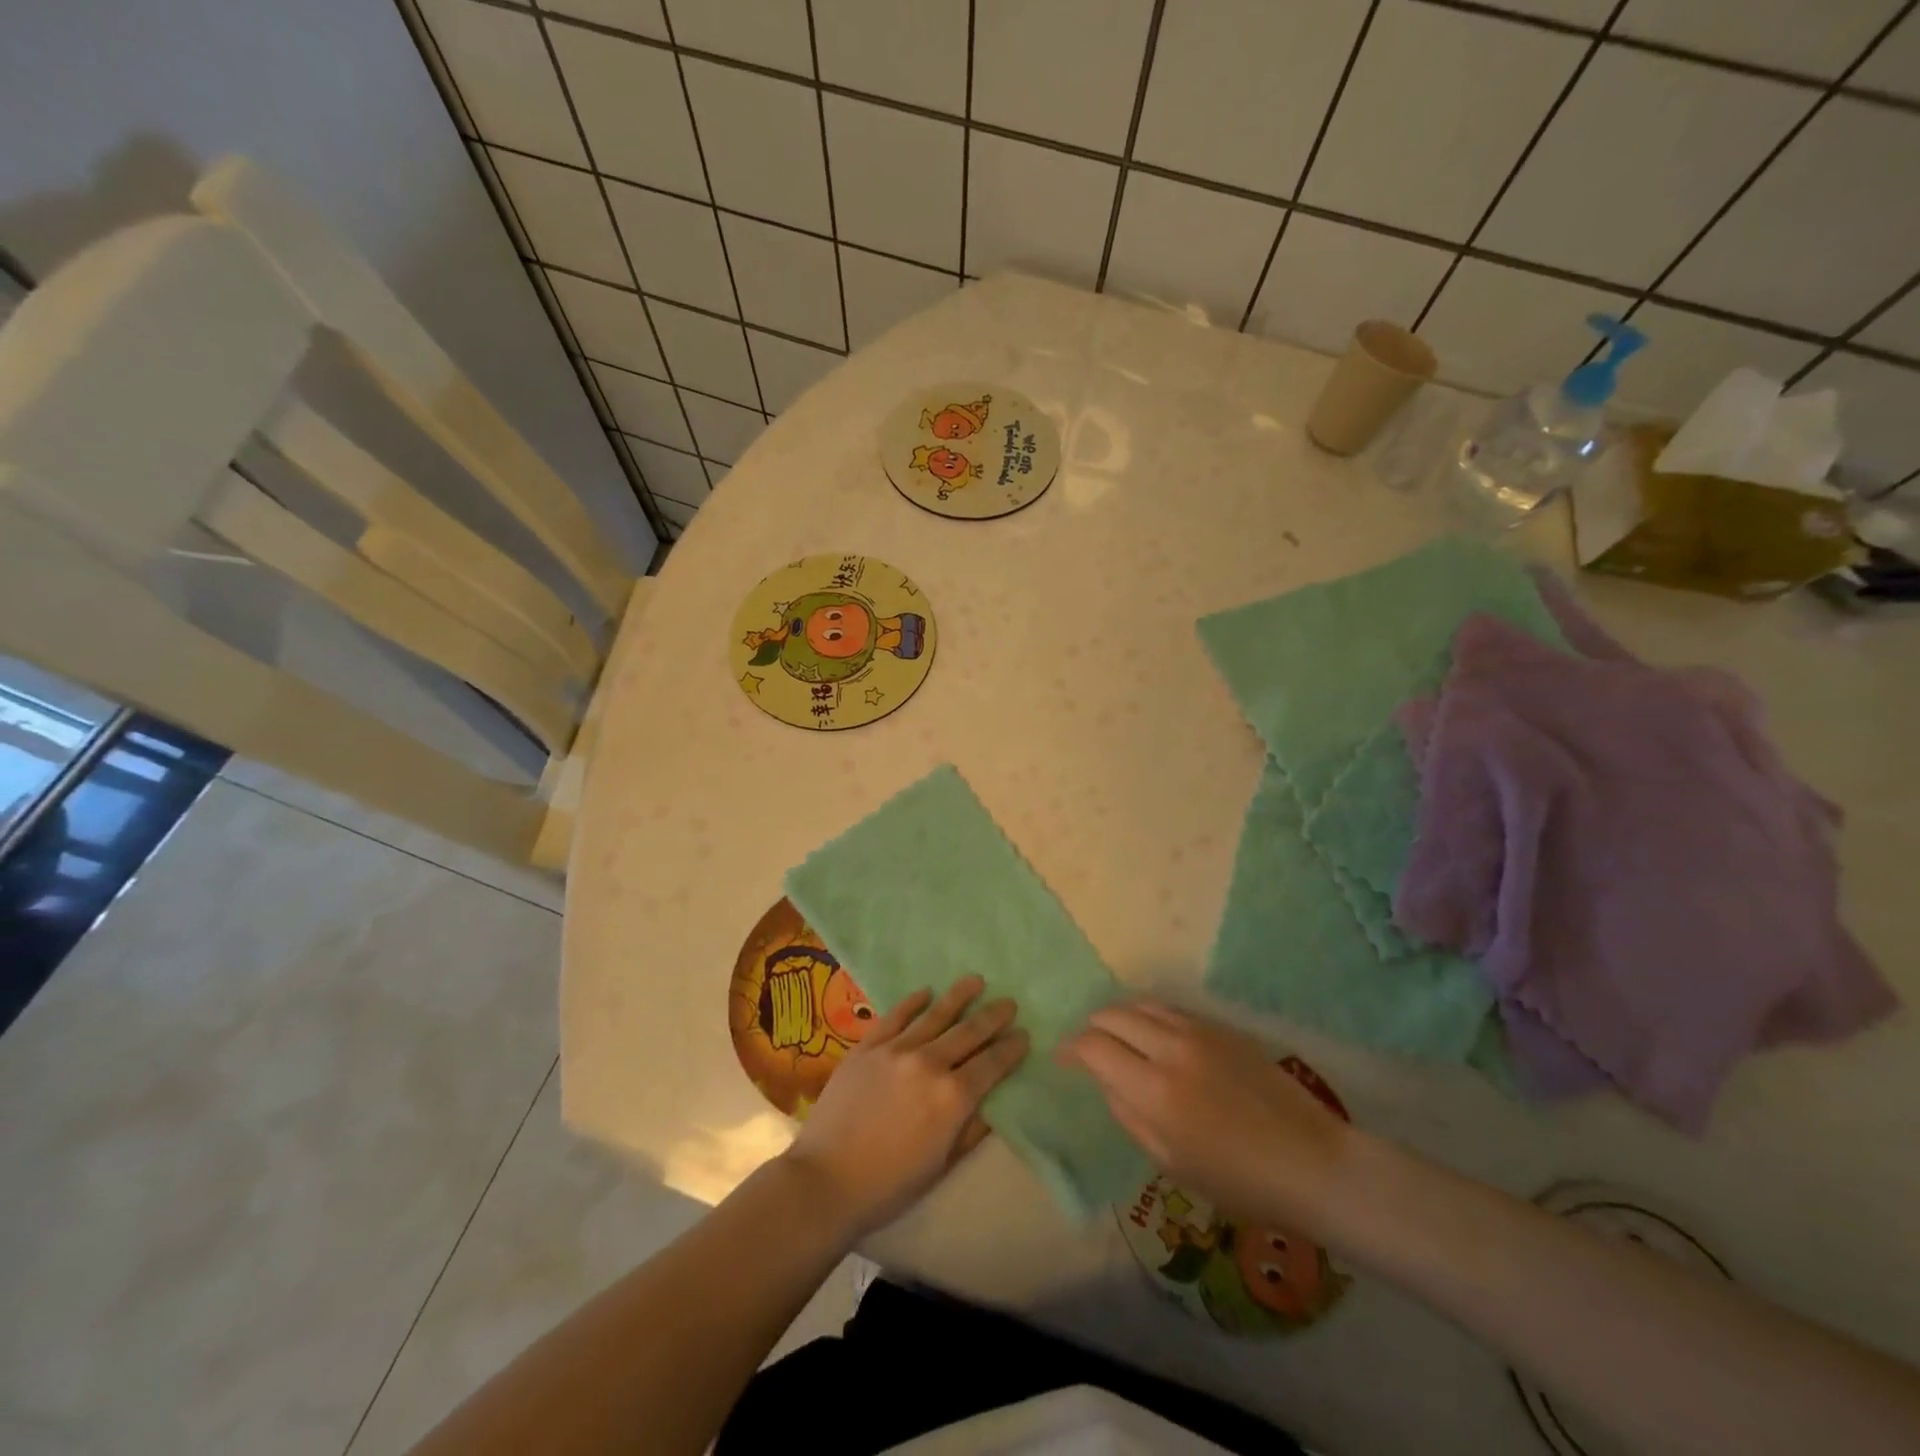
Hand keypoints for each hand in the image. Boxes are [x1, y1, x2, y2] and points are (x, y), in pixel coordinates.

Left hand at [783, 976, 1028, 1237]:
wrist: (826, 1180)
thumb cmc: (890, 1184)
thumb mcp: (943, 1164)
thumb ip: (971, 1129)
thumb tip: (994, 1102)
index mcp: (953, 1097)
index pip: (992, 1064)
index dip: (1010, 1048)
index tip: (1023, 1034)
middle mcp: (929, 1063)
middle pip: (968, 1032)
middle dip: (992, 1016)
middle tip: (1008, 1002)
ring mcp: (896, 1050)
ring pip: (935, 1014)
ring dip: (959, 996)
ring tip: (976, 980)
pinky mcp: (867, 1046)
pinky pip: (895, 1015)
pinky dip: (913, 1002)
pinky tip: (926, 993)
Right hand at [1059, 1001, 1353, 1233]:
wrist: (1312, 1162)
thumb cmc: (1238, 1181)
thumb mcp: (1170, 1161)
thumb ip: (1128, 1114)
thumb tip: (1106, 1080)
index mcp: (1154, 1088)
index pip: (1093, 1046)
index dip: (1070, 1048)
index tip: (1062, 1058)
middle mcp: (1171, 1047)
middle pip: (1113, 1014)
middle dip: (1092, 1028)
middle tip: (1088, 1048)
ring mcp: (1198, 1031)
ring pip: (1141, 1003)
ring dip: (1120, 1016)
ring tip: (1117, 1036)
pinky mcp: (1221, 1027)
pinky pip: (1171, 1009)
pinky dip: (1150, 1016)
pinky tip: (1153, 1036)